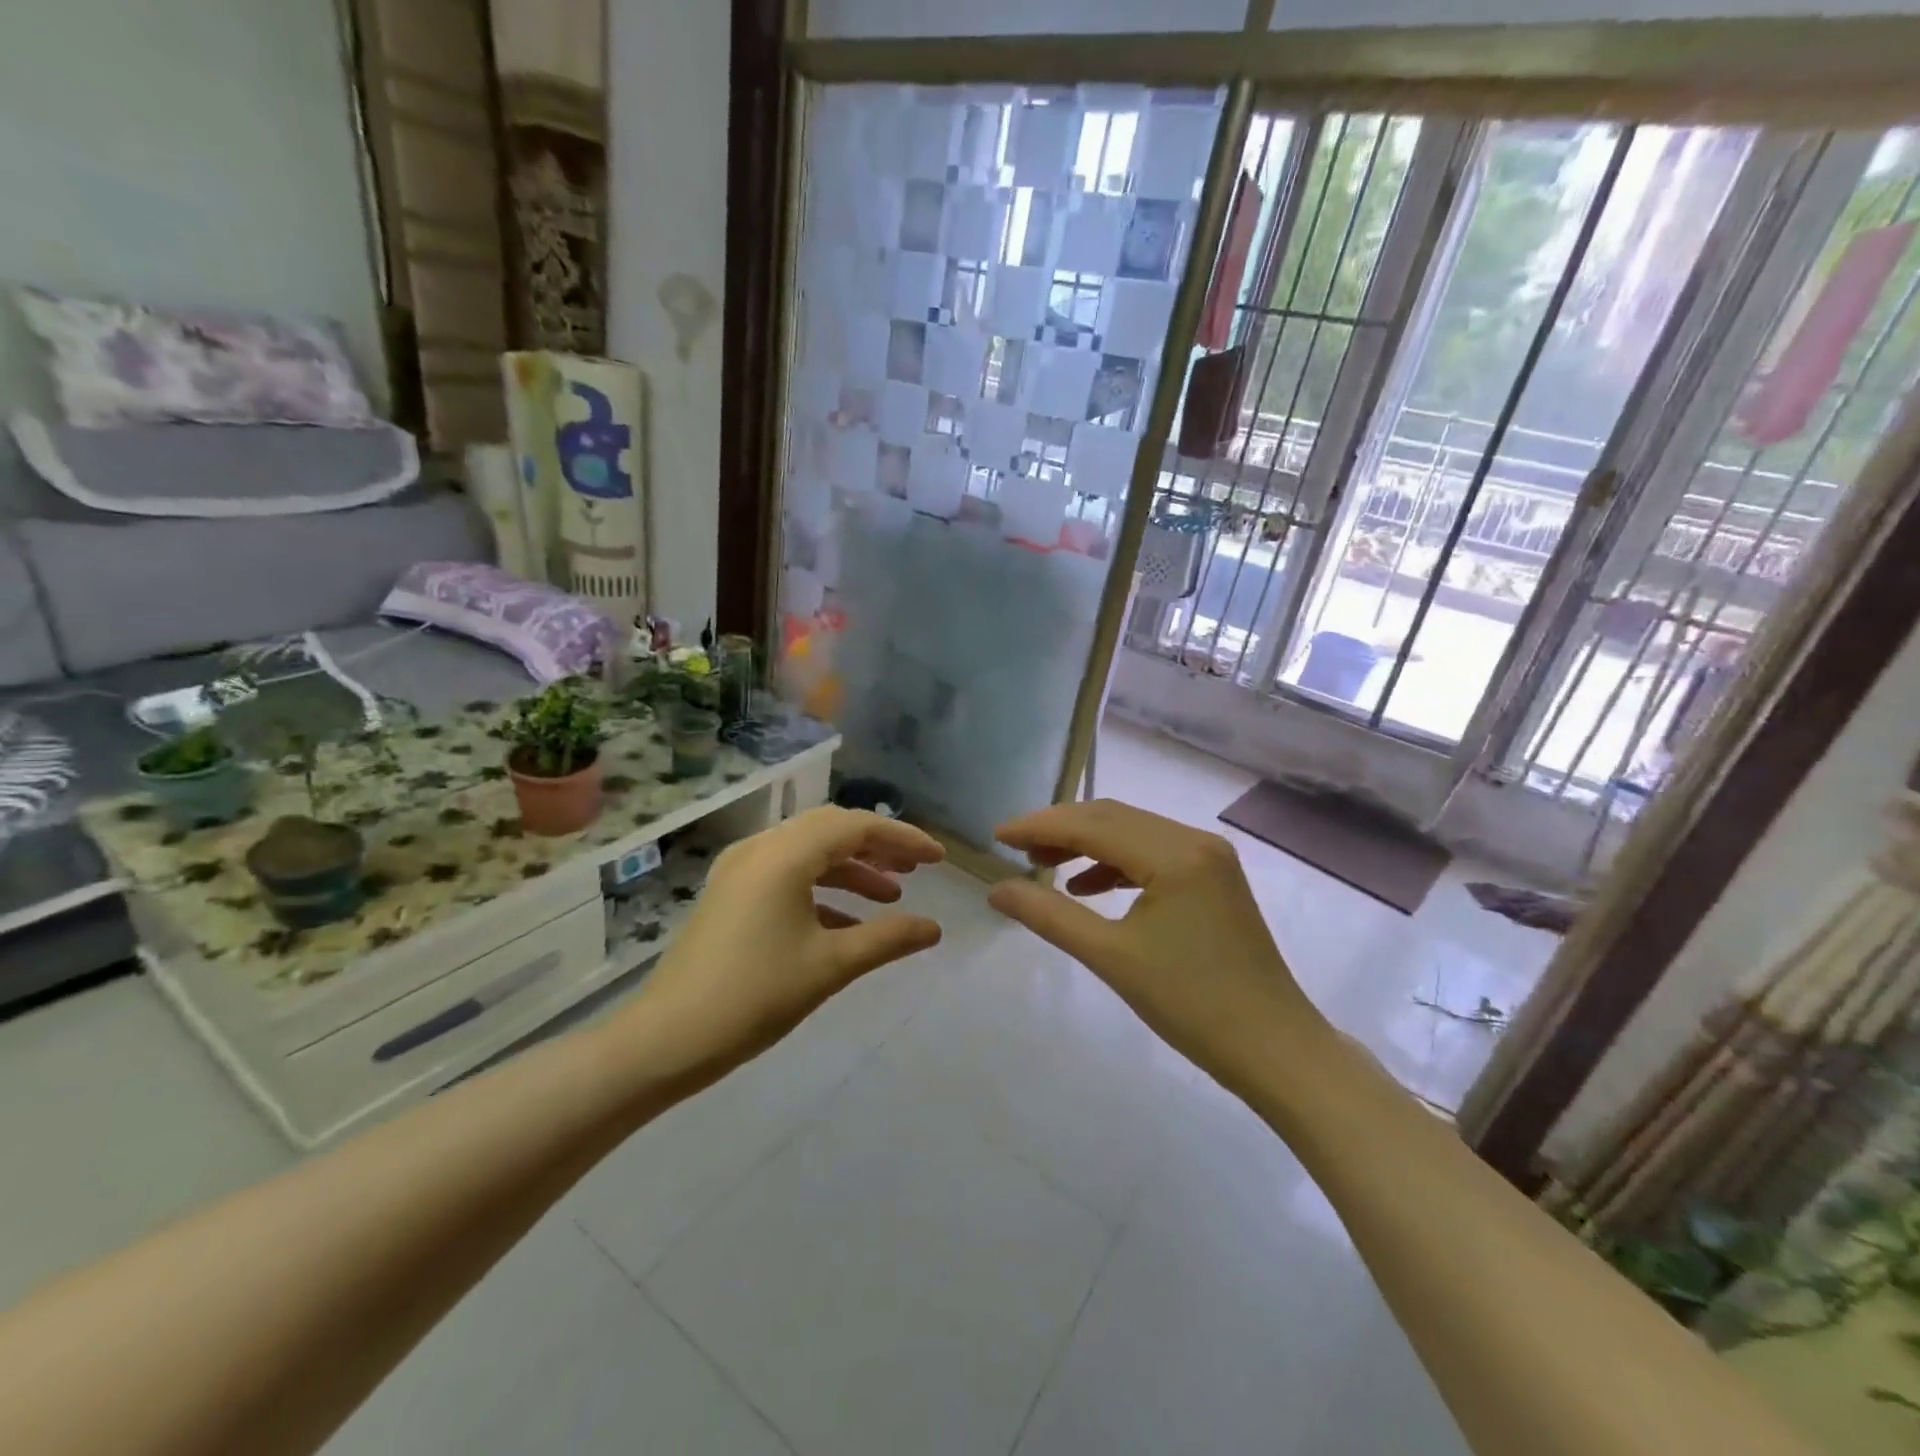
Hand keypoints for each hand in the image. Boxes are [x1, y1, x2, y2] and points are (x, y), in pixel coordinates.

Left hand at [621, 808, 945, 1084]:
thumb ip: (887, 939)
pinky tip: (846, 923)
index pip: (856, 827)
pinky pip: (786, 875)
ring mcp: (739, 871)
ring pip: (808, 852)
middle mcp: (760, 849)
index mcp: (784, 855)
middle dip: (877, 847)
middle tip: (916, 869)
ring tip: (890, 895)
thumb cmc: (755, 996)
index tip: (938, 858)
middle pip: (831, 830)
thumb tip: (934, 928)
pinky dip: (822, 888)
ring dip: (851, 869)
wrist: (666, 1039)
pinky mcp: (729, 895)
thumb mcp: (830, 966)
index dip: (902, 837)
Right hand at [988, 800, 1322, 1093]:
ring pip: (1132, 832)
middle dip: (1059, 829)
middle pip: (1112, 818)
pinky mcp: (1214, 876)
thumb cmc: (1191, 1005)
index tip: (996, 835)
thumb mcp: (1111, 958)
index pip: (1092, 824)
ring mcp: (1209, 856)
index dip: (1040, 825)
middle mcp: (1194, 840)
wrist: (1274, 1048)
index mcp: (1175, 854)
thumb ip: (1049, 916)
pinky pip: (1153, 852)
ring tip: (1043, 862)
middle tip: (1014, 847)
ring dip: (1086, 844)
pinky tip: (1087, 885)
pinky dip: (1115, 862)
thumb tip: (996, 890)